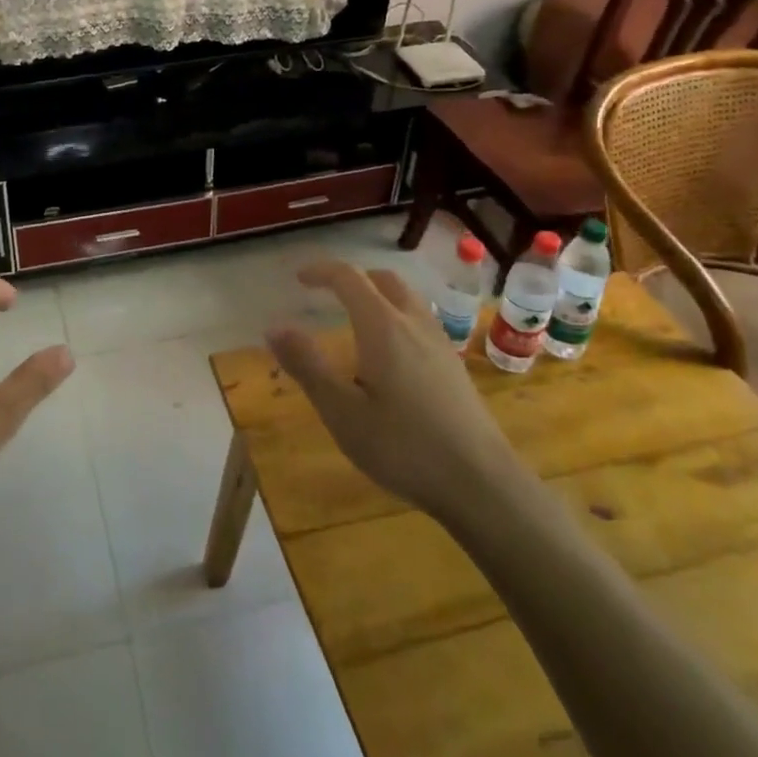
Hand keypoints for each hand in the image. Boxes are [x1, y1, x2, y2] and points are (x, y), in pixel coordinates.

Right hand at [266, 261, 527, 525]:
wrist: (482, 485)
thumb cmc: (404, 446)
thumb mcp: (342, 411)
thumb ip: (307, 365)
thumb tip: (275, 327)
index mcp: (382, 326)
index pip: (349, 278)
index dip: (321, 271)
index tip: (299, 279)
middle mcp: (414, 323)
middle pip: (384, 280)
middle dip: (353, 279)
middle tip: (329, 294)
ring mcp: (440, 344)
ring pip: (407, 300)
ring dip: (378, 296)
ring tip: (356, 321)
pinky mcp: (454, 368)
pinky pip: (420, 322)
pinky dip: (396, 318)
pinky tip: (389, 357)